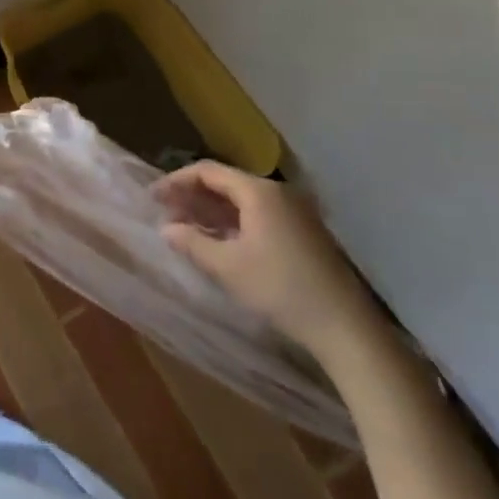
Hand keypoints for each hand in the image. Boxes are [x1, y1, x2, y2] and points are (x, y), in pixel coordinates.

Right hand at [154, 162, 384, 359]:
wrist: (345, 327)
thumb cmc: (280, 289)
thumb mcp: (227, 267)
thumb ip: (192, 243)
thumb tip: (166, 228)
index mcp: (258, 192)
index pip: (208, 172)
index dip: (176, 181)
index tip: (153, 197)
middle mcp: (278, 192)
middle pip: (226, 183)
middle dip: (193, 196)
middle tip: (166, 213)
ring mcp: (295, 212)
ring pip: (243, 200)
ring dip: (212, 211)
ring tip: (186, 227)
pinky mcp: (304, 232)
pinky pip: (259, 215)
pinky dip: (234, 222)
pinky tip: (220, 241)